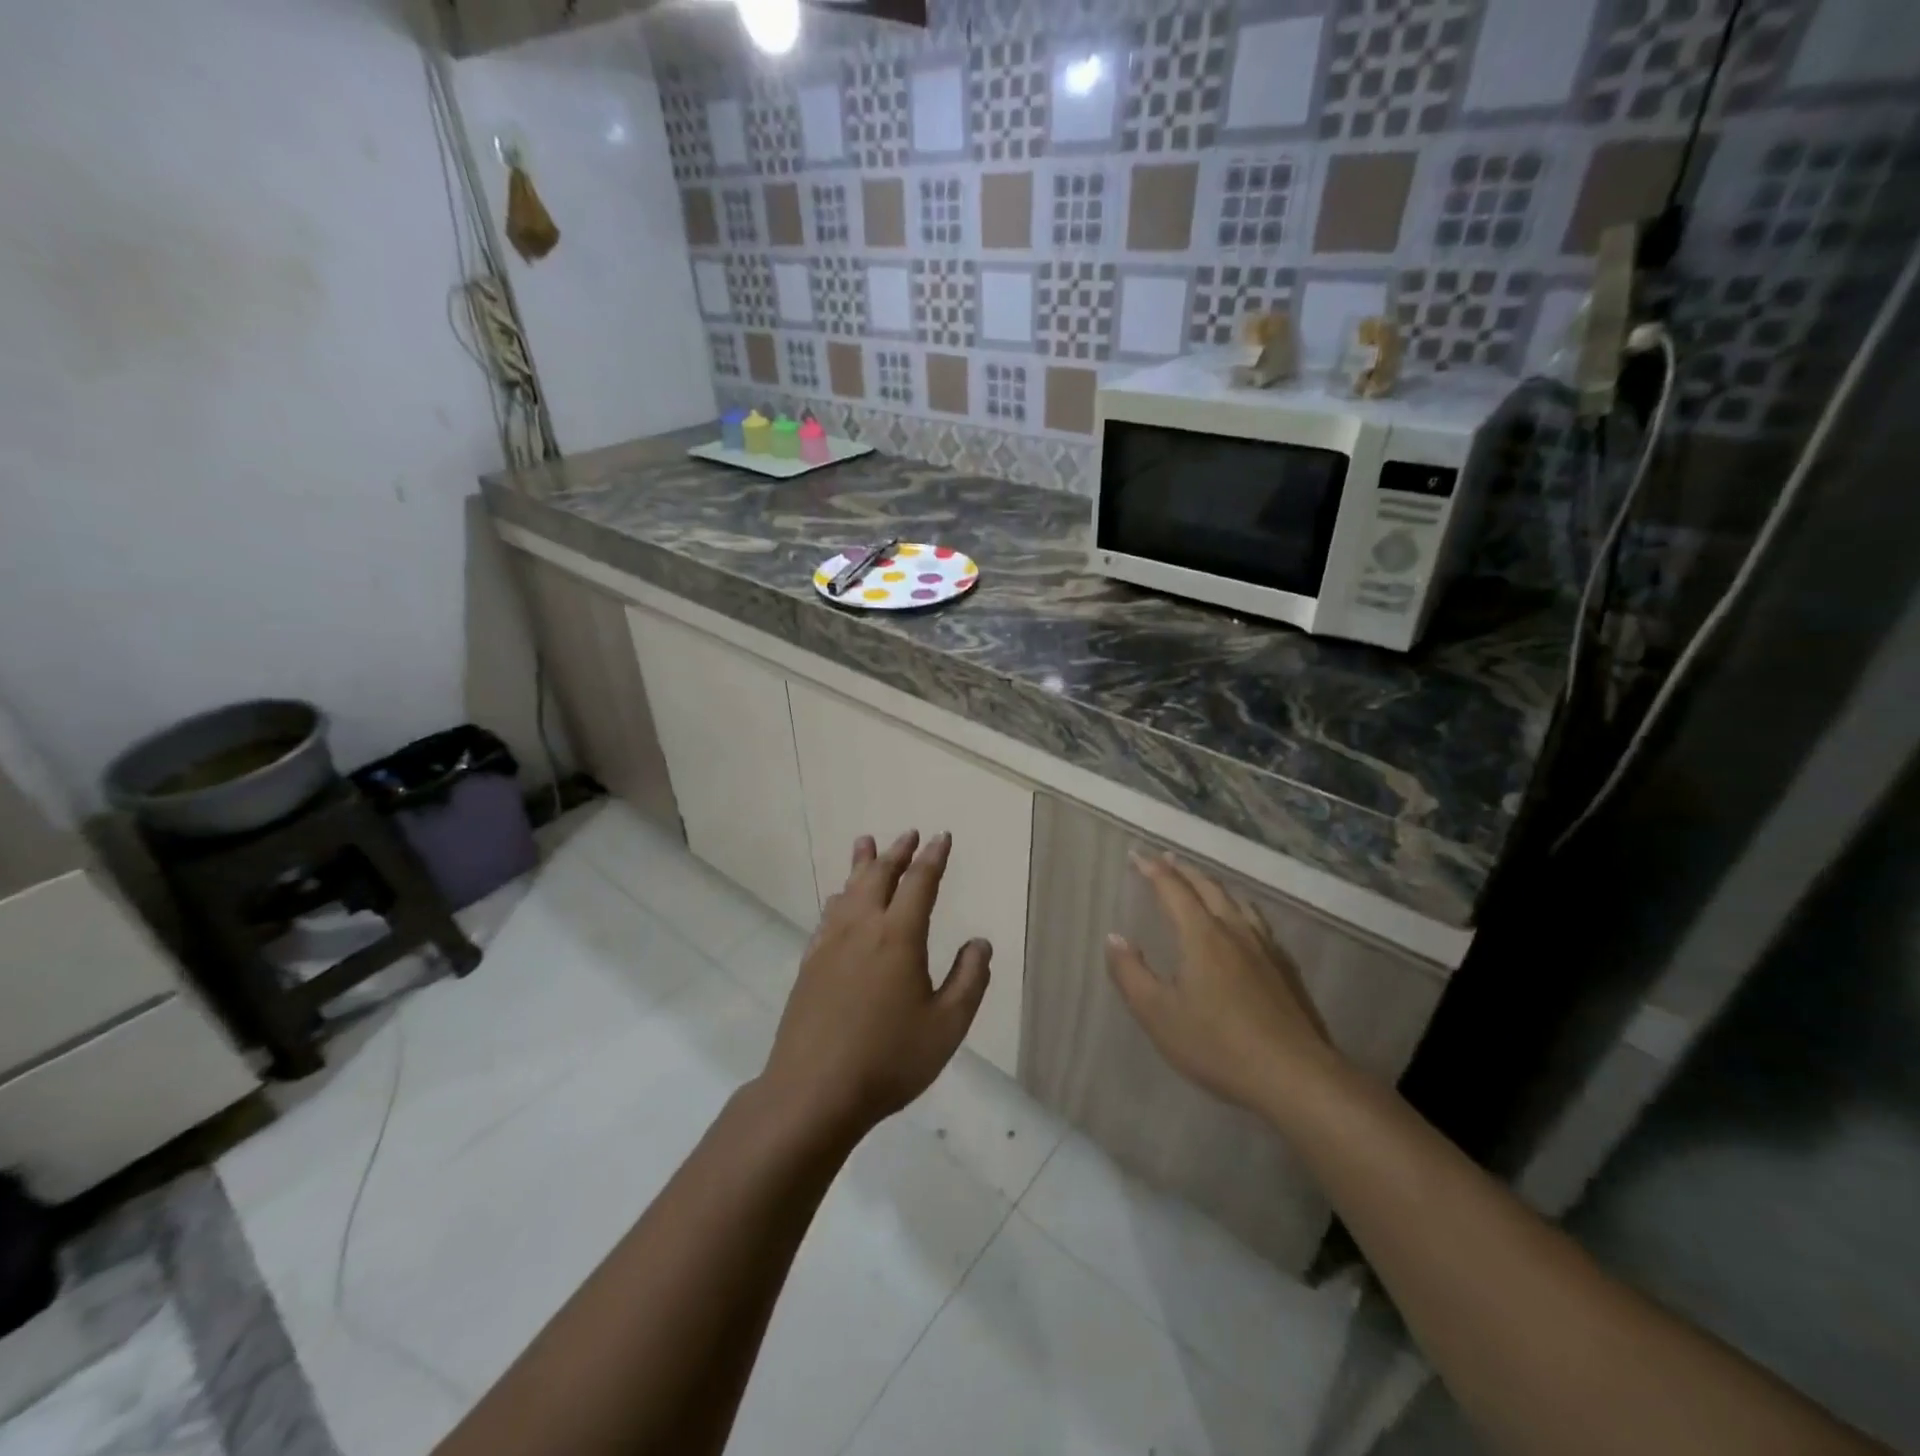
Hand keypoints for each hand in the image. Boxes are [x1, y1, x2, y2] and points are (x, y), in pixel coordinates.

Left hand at [761, 830, 990, 1137]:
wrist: (813, 1090)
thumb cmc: (889, 1059)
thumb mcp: (947, 1025)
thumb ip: (969, 979)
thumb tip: (979, 942)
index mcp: (898, 936)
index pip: (919, 883)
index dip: (933, 857)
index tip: (941, 837)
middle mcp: (862, 928)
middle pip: (879, 876)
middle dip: (897, 852)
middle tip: (908, 834)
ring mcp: (830, 944)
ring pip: (848, 890)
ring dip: (862, 864)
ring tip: (866, 843)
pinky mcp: (810, 964)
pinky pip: (827, 916)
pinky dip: (838, 897)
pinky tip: (837, 899)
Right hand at [1105, 853, 1339, 1113]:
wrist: (1294, 1076)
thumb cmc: (1217, 1045)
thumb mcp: (1158, 1014)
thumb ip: (1130, 973)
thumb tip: (1115, 937)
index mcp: (1202, 936)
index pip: (1172, 889)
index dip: (1152, 869)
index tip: (1136, 854)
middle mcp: (1235, 931)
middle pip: (1208, 888)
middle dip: (1183, 870)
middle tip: (1165, 858)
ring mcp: (1265, 948)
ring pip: (1237, 902)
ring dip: (1213, 885)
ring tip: (1202, 883)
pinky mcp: (1285, 969)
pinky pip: (1258, 922)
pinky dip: (1239, 908)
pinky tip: (1244, 924)